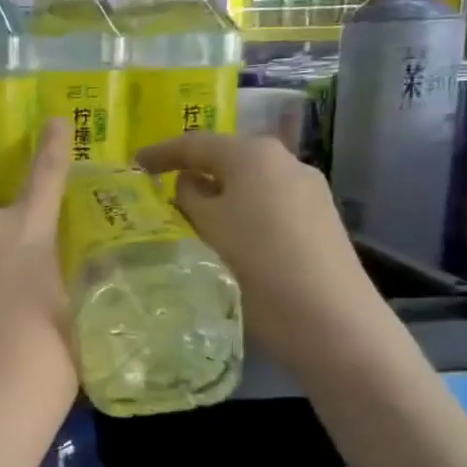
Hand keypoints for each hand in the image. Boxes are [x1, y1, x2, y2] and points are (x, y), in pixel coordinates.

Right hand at [137, 131, 385, 371]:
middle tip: (163, 192)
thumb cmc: (256, 266)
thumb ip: (188, 197)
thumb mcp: (205, 228)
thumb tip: (190, 184)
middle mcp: (286, 161)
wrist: (332, 323)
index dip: (161, 152)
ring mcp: (310, 191)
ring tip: (195, 221)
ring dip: (221, 198)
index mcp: (253, 154)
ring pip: (251, 186)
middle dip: (195, 174)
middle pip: (228, 160)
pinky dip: (244, 215)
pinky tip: (234, 241)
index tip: (134, 164)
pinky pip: (270, 207)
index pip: (195, 144)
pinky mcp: (322, 222)